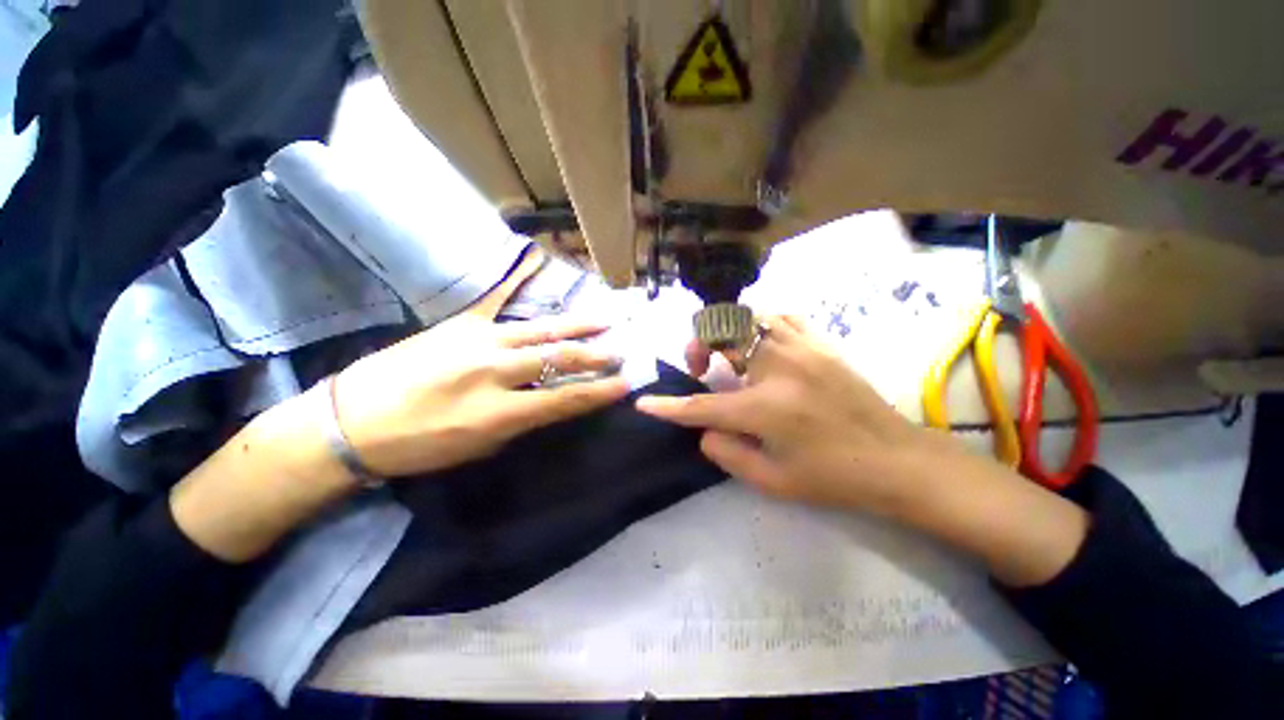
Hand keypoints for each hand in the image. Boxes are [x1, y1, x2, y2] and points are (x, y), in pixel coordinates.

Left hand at [333, 315, 630, 477]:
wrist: (350, 420)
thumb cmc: (418, 446)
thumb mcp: (478, 446)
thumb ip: (523, 419)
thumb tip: (554, 399)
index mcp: (496, 412)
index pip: (563, 399)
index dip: (598, 391)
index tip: (625, 383)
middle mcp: (491, 371)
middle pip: (557, 359)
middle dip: (595, 355)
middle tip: (622, 351)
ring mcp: (475, 341)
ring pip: (540, 331)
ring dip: (576, 326)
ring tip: (604, 320)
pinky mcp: (459, 324)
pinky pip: (500, 304)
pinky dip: (522, 286)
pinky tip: (539, 265)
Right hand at [639, 315, 948, 514]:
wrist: (896, 460)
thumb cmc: (833, 478)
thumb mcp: (771, 481)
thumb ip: (725, 452)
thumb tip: (703, 427)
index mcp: (766, 408)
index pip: (702, 406)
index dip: (668, 407)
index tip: (644, 404)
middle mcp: (779, 367)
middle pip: (720, 333)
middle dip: (697, 346)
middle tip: (701, 368)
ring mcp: (802, 348)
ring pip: (748, 315)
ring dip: (726, 333)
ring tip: (729, 357)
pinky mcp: (820, 343)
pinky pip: (780, 317)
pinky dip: (760, 325)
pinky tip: (761, 345)